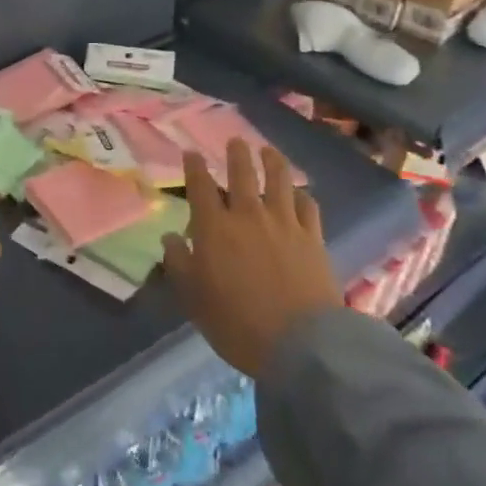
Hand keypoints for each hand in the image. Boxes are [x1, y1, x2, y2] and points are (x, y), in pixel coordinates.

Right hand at [161, 140, 344, 376]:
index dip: (194, 167)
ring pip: (279, 180)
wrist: (301, 344)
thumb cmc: (238, 324)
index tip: (191, 153)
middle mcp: (249, 215)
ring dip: (272, 161)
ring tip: (268, 151)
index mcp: (215, 228)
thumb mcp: (194, 299)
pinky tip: (300, 194)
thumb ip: (180, 264)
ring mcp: (285, 223)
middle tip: (236, 141)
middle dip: (237, 153)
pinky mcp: (314, 238)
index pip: (200, 186)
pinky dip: (302, 195)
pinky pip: (308, 206)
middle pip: (243, 173)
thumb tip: (171, 237)